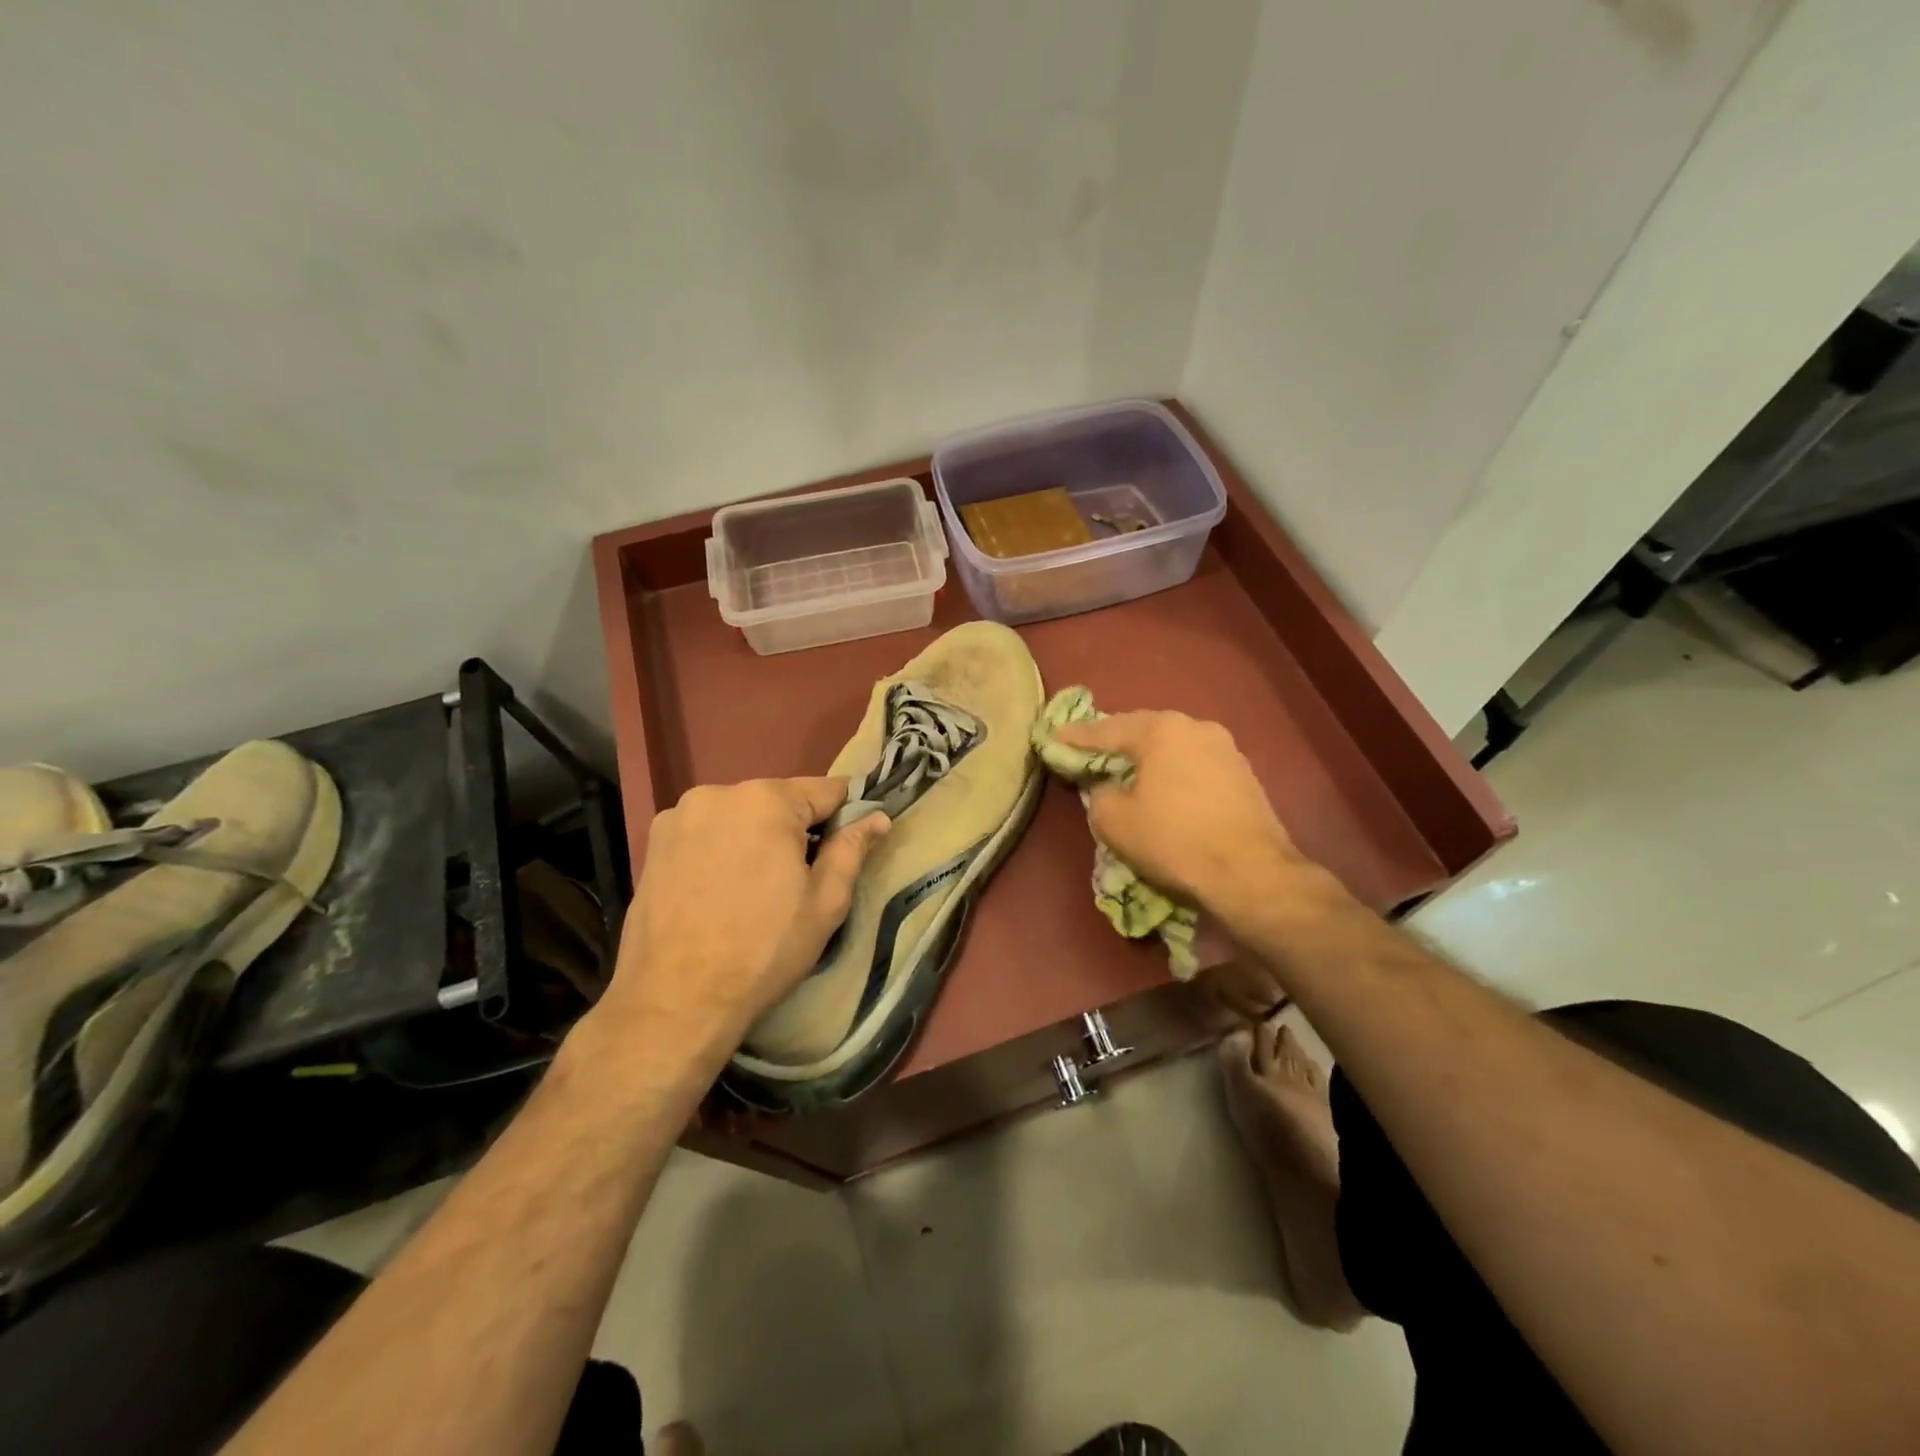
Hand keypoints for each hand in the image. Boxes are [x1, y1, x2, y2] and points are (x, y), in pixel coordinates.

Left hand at [597, 777, 889, 1054]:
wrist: (674, 1001)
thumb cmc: (764, 950)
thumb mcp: (826, 902)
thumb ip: (852, 848)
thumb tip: (878, 817)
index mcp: (766, 800)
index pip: (826, 790)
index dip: (847, 814)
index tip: (853, 843)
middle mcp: (719, 792)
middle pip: (779, 801)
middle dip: (798, 829)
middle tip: (802, 878)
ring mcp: (679, 816)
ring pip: (740, 816)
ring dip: (757, 838)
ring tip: (757, 888)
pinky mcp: (653, 842)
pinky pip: (707, 832)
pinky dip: (722, 849)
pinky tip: (721, 890)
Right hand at [1051, 711, 1308, 925]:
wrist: (1251, 872)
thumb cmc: (1174, 839)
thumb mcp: (1114, 820)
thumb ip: (1098, 793)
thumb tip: (1108, 787)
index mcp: (1161, 730)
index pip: (1106, 729)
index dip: (1075, 737)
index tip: (1053, 738)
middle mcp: (1195, 727)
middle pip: (1143, 730)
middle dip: (1115, 741)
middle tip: (1089, 751)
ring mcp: (1226, 748)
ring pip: (1172, 747)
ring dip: (1147, 757)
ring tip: (1126, 770)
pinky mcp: (1244, 774)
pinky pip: (1194, 764)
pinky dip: (1173, 772)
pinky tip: (1164, 788)